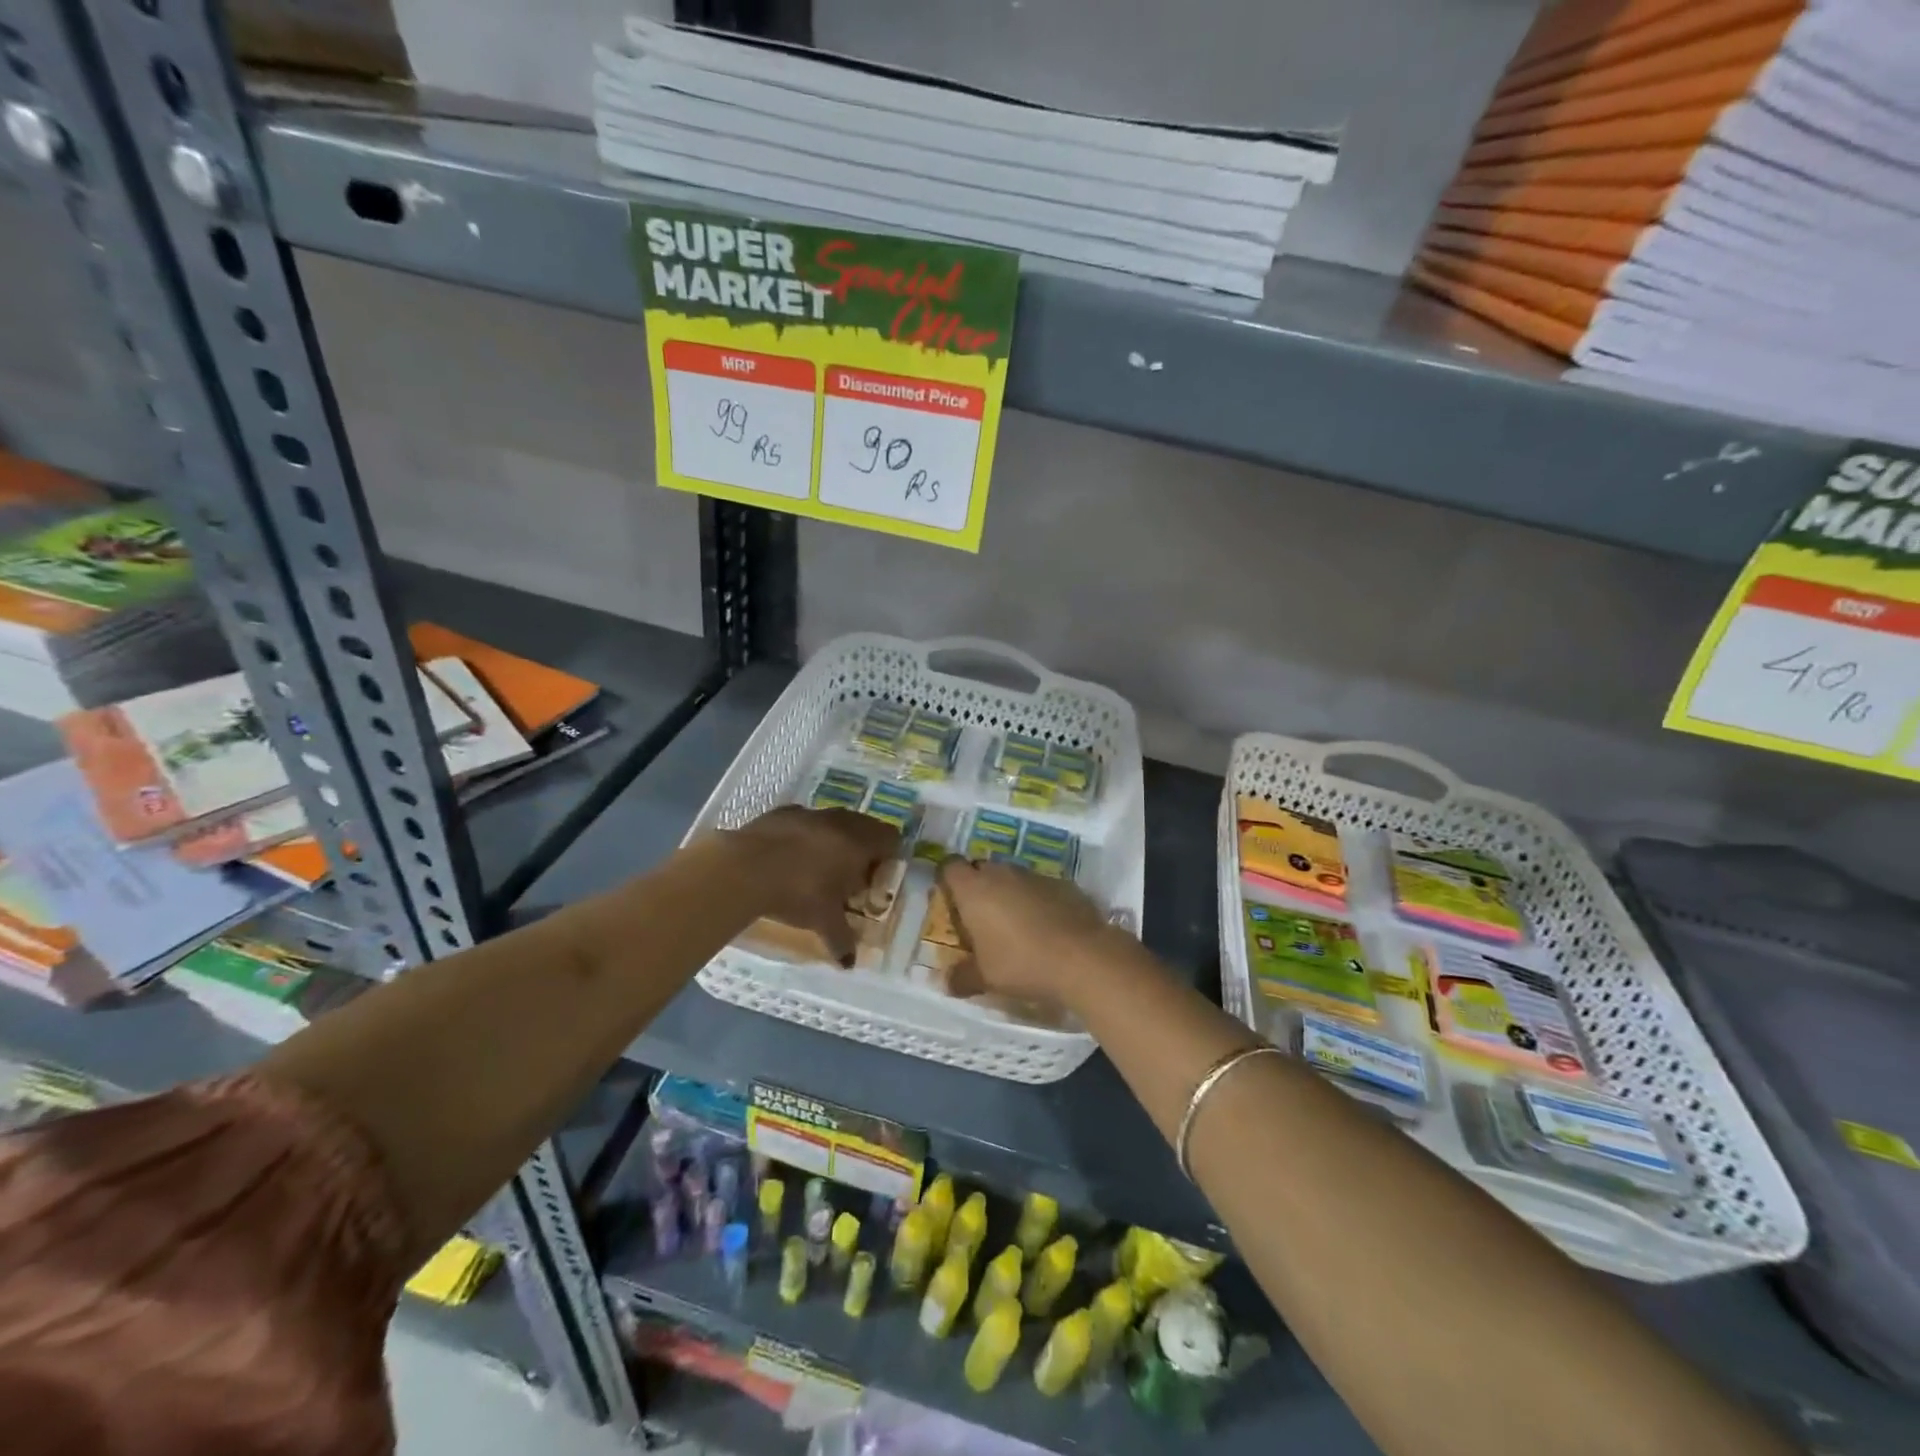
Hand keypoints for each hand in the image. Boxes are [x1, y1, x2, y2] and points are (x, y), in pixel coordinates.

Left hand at [727, 805, 899, 963]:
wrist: (745, 868)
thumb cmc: (798, 893)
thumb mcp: (823, 921)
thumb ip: (841, 940)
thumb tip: (849, 963)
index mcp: (859, 843)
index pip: (891, 839)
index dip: (889, 857)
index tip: (877, 877)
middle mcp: (840, 822)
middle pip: (865, 826)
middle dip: (864, 848)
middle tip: (852, 875)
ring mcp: (809, 813)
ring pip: (834, 820)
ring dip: (835, 838)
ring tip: (821, 866)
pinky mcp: (782, 812)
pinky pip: (805, 821)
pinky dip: (805, 835)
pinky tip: (791, 856)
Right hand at [936, 858, 1122, 1006]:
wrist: (1083, 957)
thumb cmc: (1022, 963)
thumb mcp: (985, 978)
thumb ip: (961, 977)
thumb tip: (945, 982)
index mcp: (974, 889)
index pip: (950, 867)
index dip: (947, 879)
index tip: (950, 900)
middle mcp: (1001, 873)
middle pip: (981, 869)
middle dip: (978, 888)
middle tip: (980, 919)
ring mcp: (1034, 875)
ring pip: (1011, 877)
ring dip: (1008, 894)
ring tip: (1014, 925)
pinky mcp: (1062, 882)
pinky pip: (1039, 887)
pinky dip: (1036, 900)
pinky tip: (1045, 926)